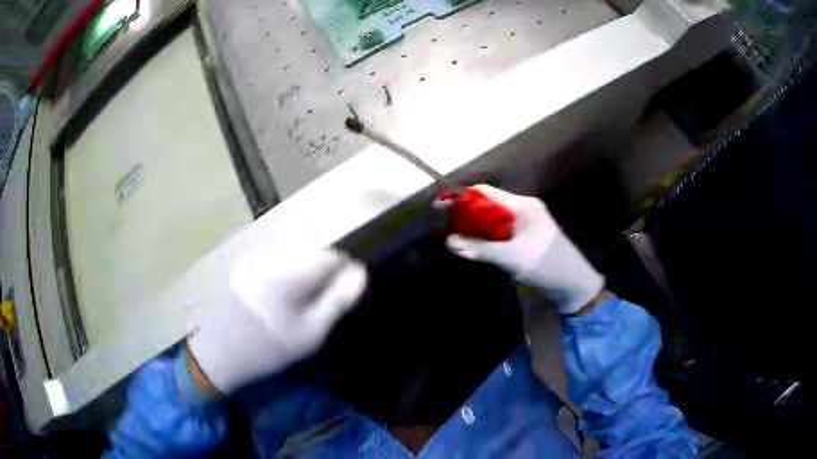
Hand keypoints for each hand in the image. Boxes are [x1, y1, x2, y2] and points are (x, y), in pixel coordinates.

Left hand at [187, 249, 366, 393]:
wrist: (220, 352)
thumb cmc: (268, 348)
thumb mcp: (310, 334)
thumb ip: (337, 301)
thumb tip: (359, 274)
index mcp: (288, 273)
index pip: (330, 256)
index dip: (345, 270)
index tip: (347, 290)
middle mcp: (270, 256)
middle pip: (312, 251)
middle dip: (324, 270)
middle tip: (324, 299)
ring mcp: (254, 256)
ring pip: (294, 253)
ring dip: (305, 269)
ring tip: (301, 297)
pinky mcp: (244, 262)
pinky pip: (277, 258)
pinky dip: (287, 270)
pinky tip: (280, 293)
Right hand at [445, 185, 603, 314]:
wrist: (574, 285)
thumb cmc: (547, 266)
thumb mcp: (512, 258)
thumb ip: (481, 250)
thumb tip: (450, 242)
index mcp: (522, 206)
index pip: (486, 193)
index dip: (463, 199)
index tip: (441, 210)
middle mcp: (522, 210)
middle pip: (487, 206)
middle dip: (466, 216)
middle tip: (444, 229)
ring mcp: (524, 225)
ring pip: (492, 221)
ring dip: (475, 229)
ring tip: (454, 239)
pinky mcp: (524, 239)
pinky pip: (499, 233)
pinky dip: (485, 239)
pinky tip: (473, 248)